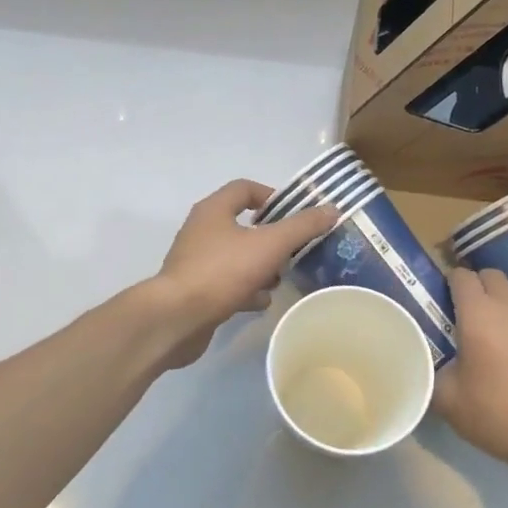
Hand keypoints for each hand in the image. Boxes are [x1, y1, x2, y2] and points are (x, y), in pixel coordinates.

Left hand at [150, 179, 338, 368]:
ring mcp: (196, 262)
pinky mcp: (195, 290)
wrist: (176, 319)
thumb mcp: (269, 245)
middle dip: (271, 238)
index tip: (296, 215)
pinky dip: (246, 289)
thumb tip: (330, 209)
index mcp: (214, 210)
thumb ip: (301, 227)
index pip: (245, 188)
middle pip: (243, 225)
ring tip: (281, 279)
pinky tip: (261, 302)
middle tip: (294, 251)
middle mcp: (202, 231)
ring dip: (261, 266)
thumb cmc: (222, 272)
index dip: (273, 197)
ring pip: (237, 256)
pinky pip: (227, 283)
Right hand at [432, 267, 507, 479]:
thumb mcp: (448, 401)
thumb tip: (424, 368)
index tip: (443, 302)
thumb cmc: (498, 412)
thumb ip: (431, 376)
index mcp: (478, 313)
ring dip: (505, 300)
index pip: (461, 276)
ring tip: (498, 328)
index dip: (450, 284)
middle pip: (492, 275)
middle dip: (478, 286)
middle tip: (468, 314)